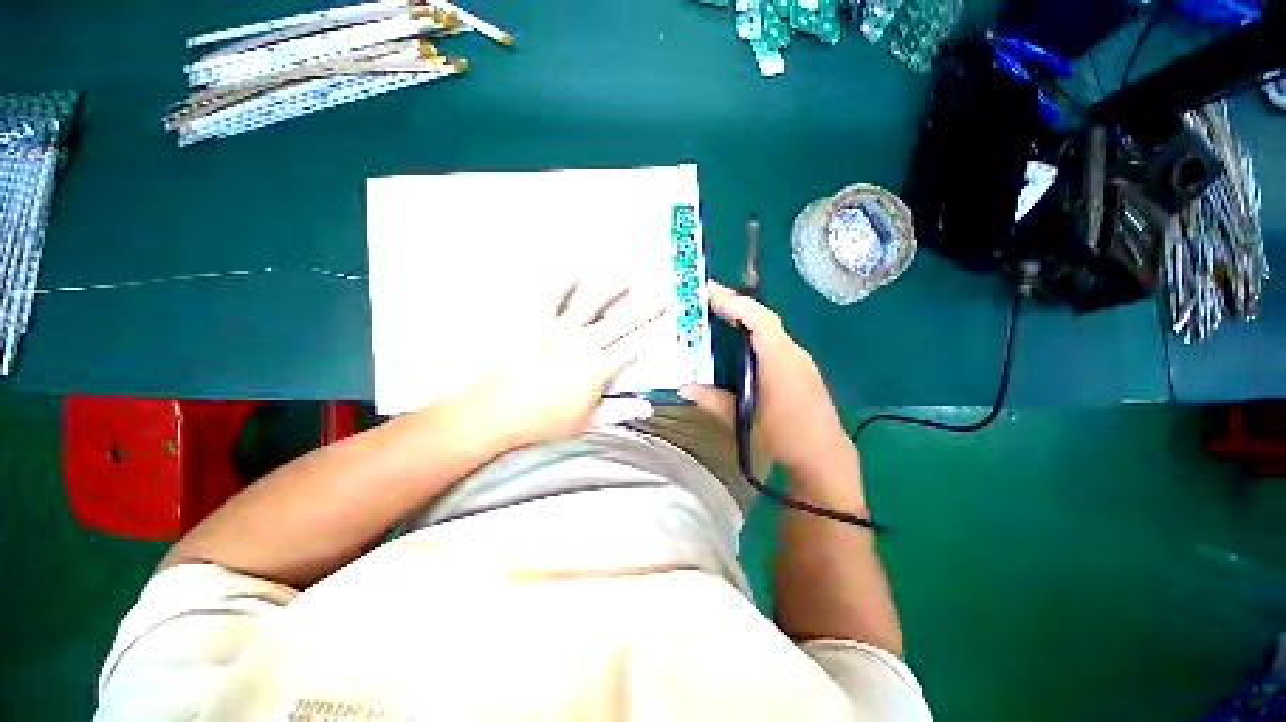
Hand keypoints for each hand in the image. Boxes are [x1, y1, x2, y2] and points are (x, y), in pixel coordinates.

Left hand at [448, 281, 670, 450]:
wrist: (494, 412)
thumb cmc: (542, 421)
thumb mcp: (586, 422)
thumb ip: (619, 411)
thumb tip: (648, 408)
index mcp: (597, 369)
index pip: (635, 346)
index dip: (656, 330)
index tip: (673, 318)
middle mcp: (583, 343)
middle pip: (622, 319)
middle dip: (648, 302)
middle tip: (665, 285)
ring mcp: (558, 329)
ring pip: (592, 300)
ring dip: (614, 284)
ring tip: (631, 269)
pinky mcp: (534, 322)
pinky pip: (550, 296)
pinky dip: (563, 281)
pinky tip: (576, 267)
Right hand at [680, 282, 857, 482]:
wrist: (824, 457)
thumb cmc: (784, 437)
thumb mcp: (742, 419)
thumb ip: (712, 400)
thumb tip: (683, 387)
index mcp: (779, 360)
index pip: (758, 319)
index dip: (733, 303)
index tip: (708, 294)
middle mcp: (792, 352)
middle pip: (763, 317)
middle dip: (734, 303)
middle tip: (706, 297)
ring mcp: (799, 358)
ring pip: (769, 327)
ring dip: (744, 317)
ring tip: (717, 314)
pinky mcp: (801, 367)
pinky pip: (774, 340)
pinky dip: (754, 333)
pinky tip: (739, 343)